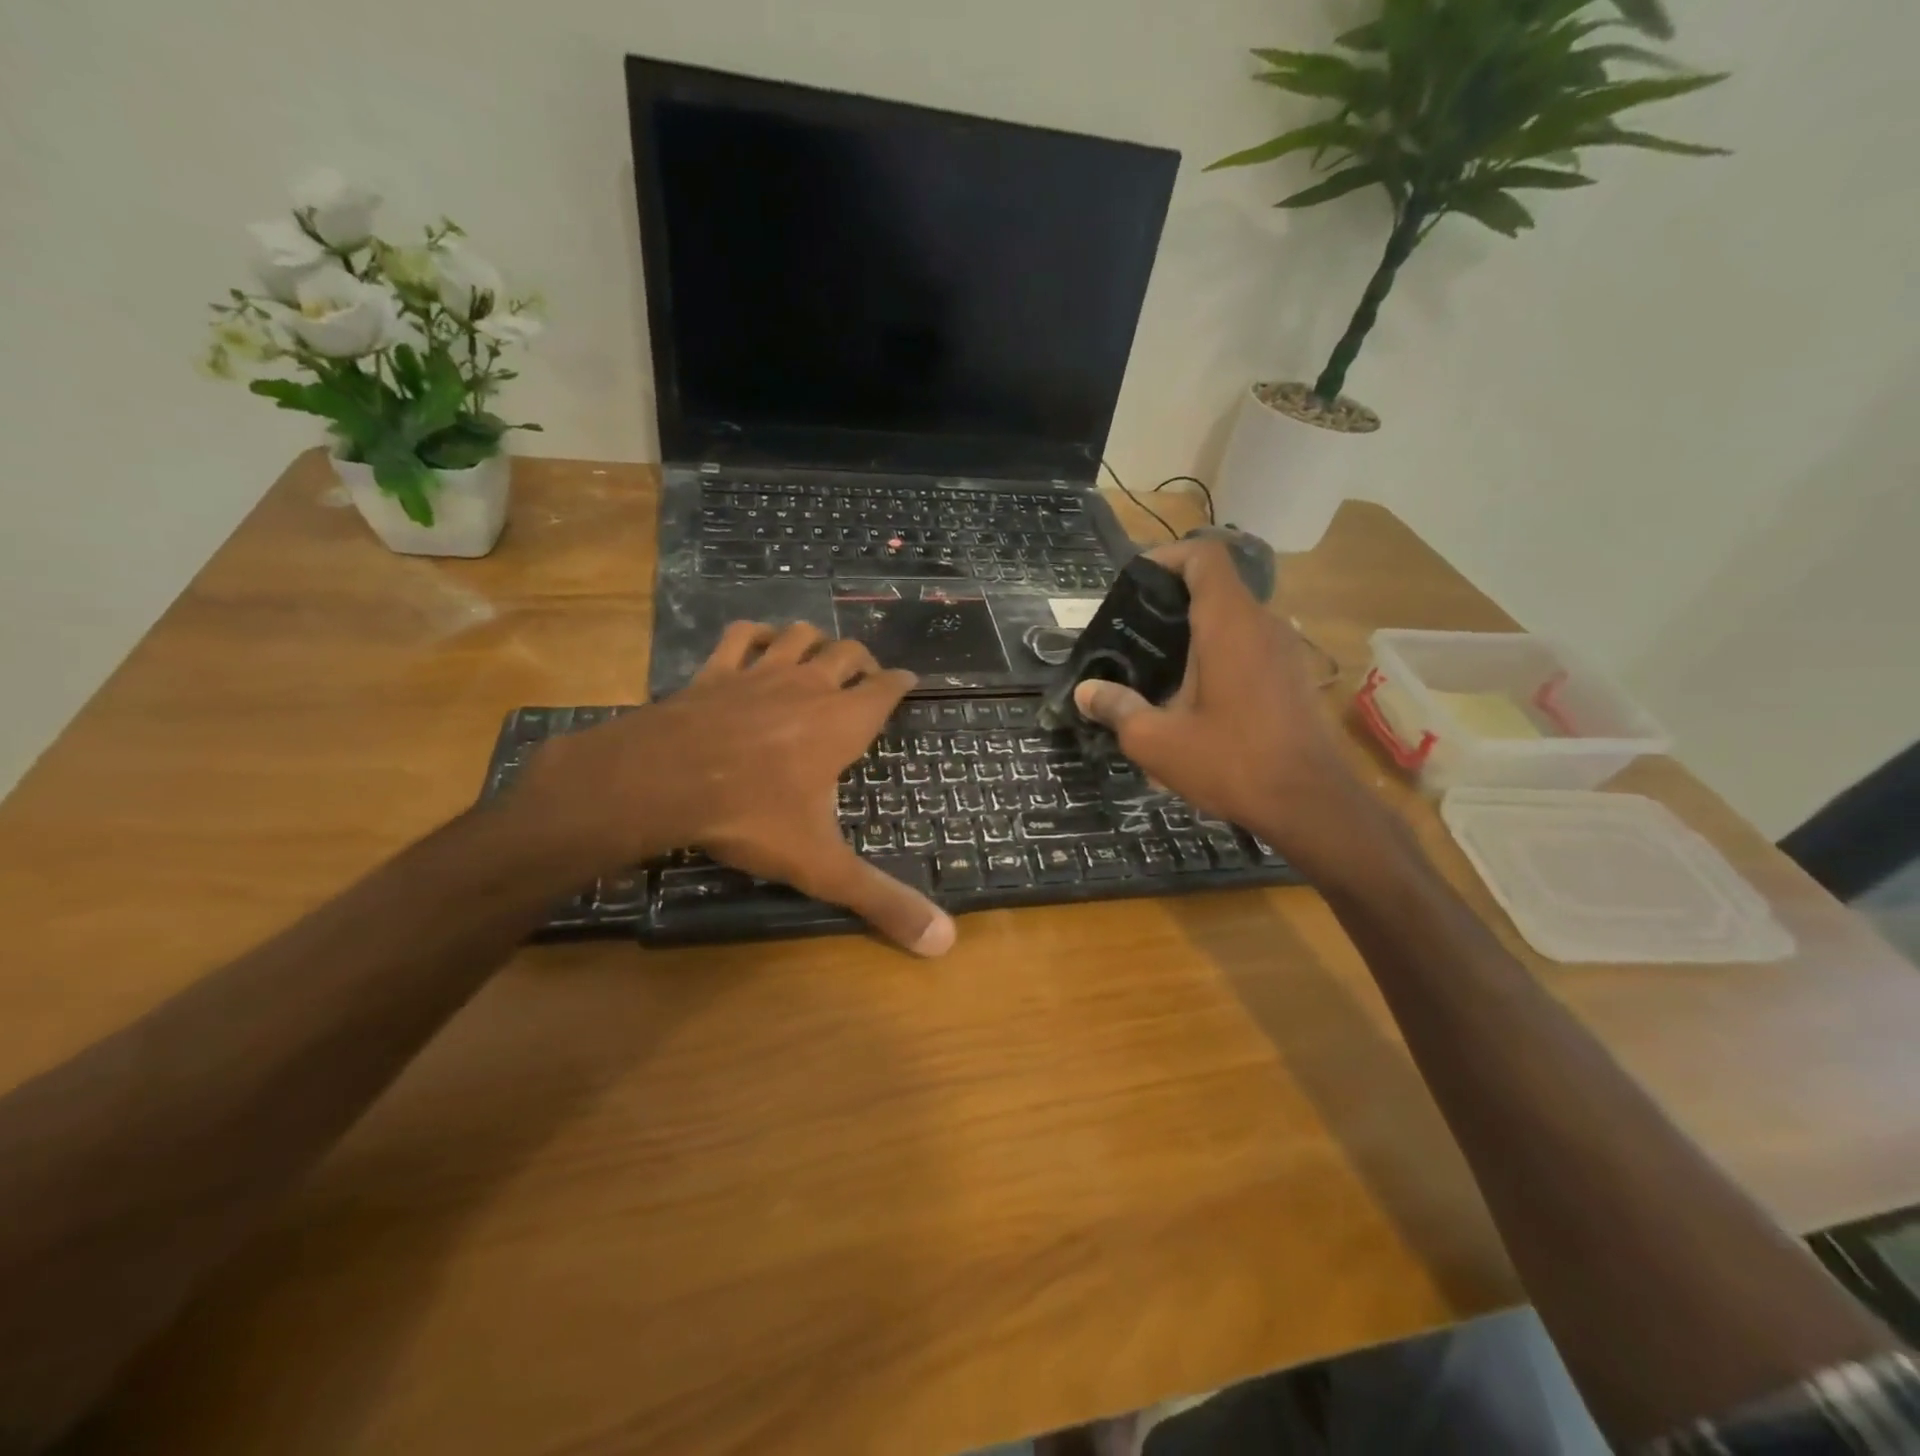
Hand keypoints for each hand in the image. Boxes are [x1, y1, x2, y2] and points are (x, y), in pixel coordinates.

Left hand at [515, 622, 955, 955]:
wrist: (664, 781)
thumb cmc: (753, 816)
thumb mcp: (822, 865)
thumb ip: (881, 901)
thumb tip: (943, 941)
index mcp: (843, 723)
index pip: (886, 689)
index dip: (901, 683)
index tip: (909, 682)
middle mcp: (808, 687)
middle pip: (847, 653)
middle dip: (862, 661)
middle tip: (865, 677)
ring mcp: (760, 673)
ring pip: (799, 635)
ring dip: (814, 640)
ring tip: (819, 655)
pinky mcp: (715, 672)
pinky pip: (741, 636)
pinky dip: (755, 634)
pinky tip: (757, 643)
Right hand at [1072, 539, 1376, 873]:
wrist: (1310, 803)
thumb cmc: (1230, 762)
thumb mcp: (1156, 741)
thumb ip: (1117, 709)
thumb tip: (1086, 692)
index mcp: (1228, 624)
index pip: (1204, 556)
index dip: (1168, 557)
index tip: (1136, 582)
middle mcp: (1262, 624)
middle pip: (1216, 586)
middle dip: (1172, 599)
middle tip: (1133, 632)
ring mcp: (1284, 649)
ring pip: (1234, 618)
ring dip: (1196, 630)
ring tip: (1158, 664)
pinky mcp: (1293, 675)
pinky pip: (1250, 645)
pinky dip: (1219, 652)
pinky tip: (1195, 694)